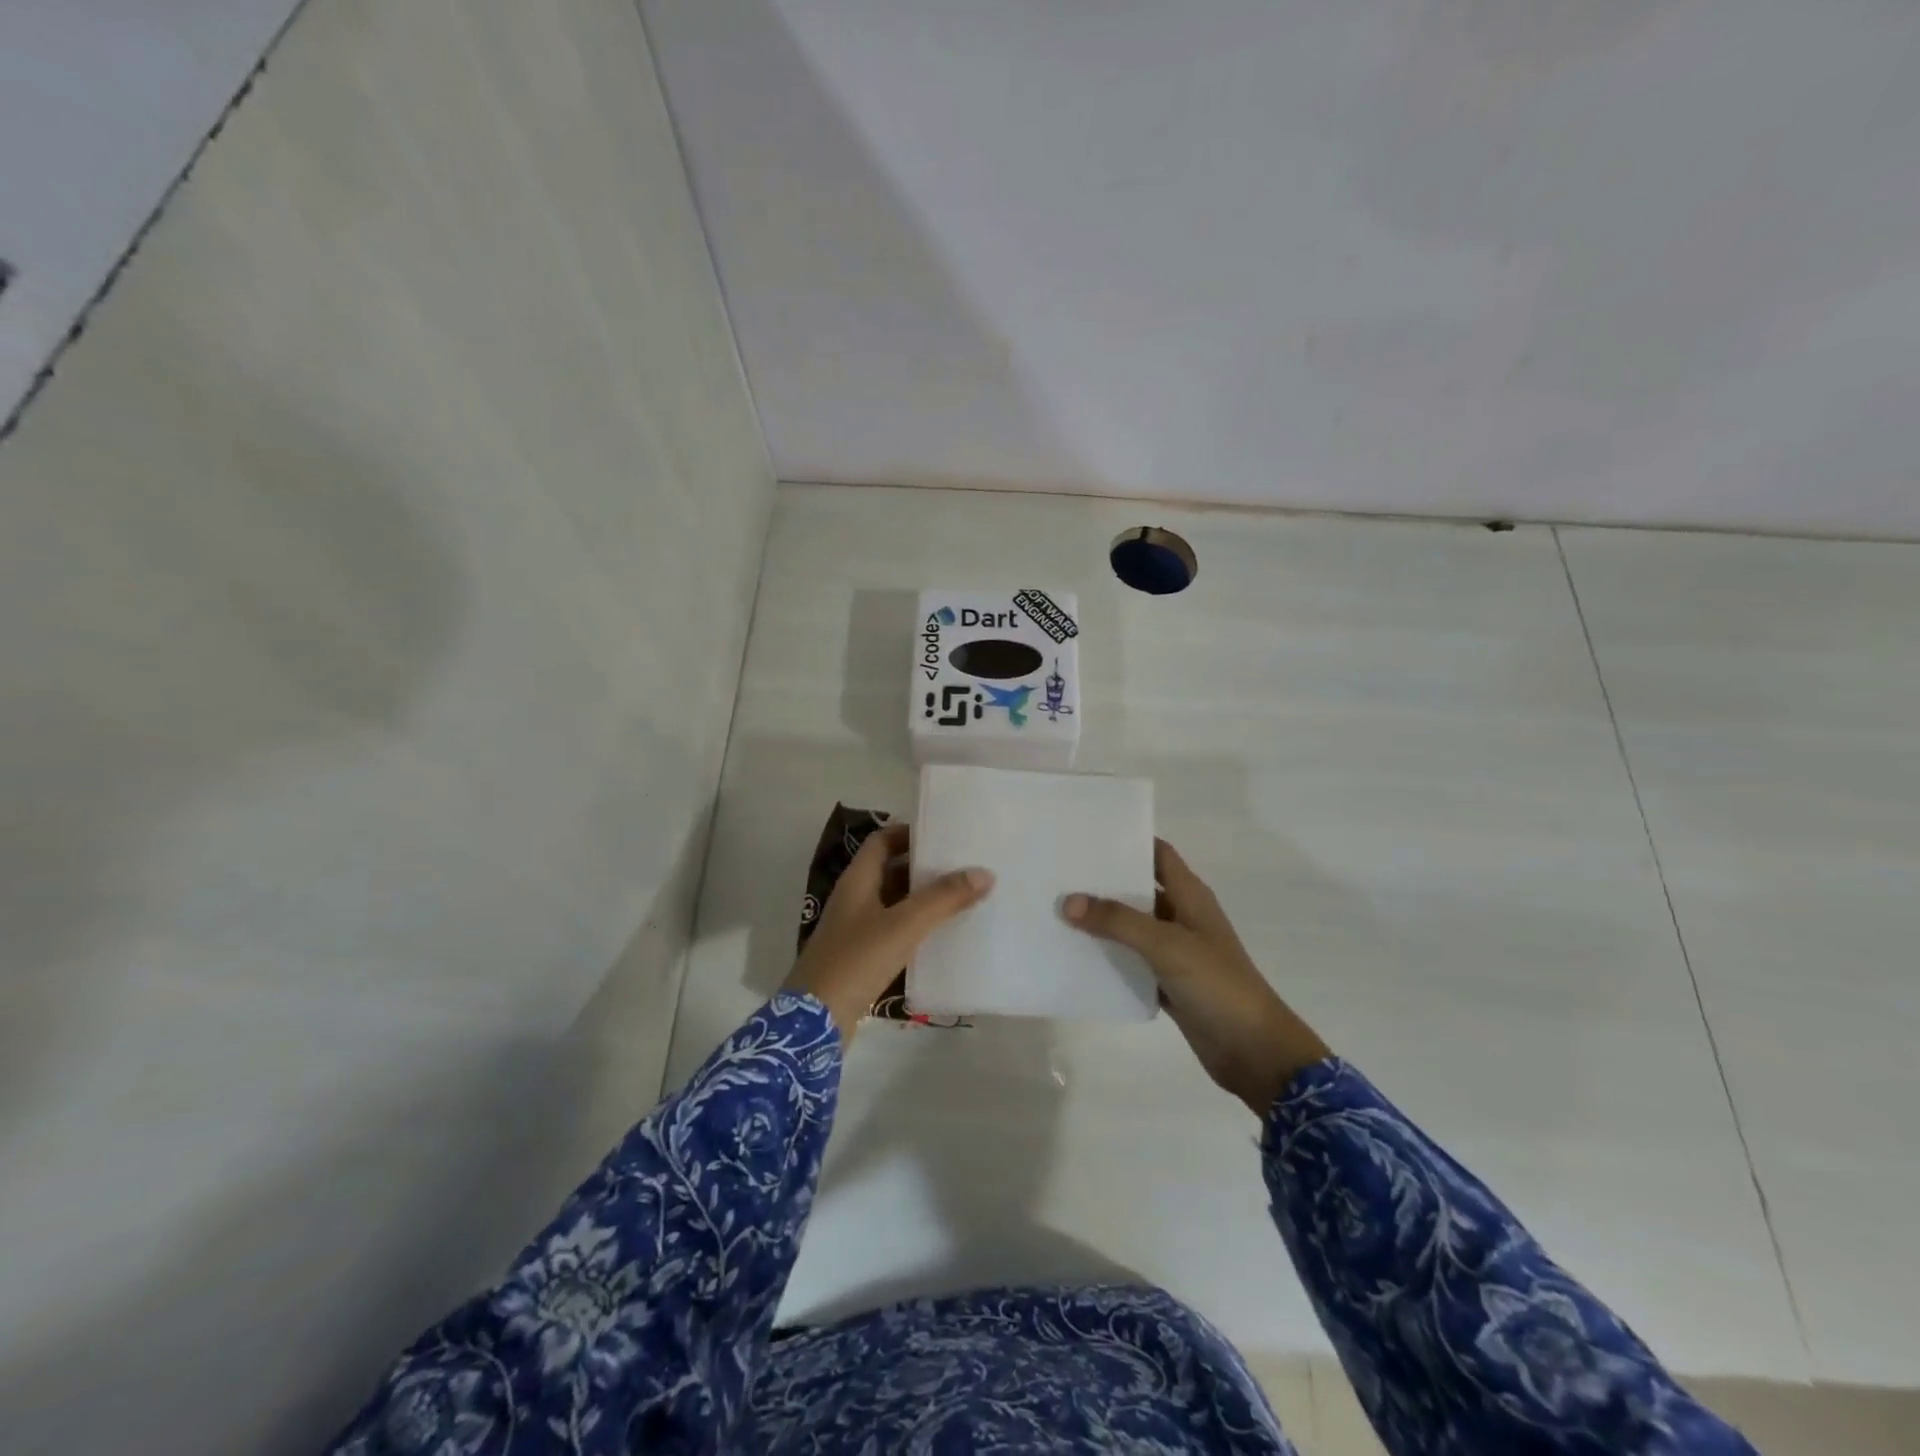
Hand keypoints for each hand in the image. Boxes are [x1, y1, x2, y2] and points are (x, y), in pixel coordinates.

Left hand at [784, 822, 993, 1042]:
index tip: (945, 835)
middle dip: (924, 868)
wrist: (815, 1022)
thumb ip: (943, 898)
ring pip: (895, 903)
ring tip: (962, 898)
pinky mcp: (861, 957)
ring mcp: (856, 930)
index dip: (910, 833)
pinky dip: (916, 928)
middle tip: (963, 866)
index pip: (882, 841)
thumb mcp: (904, 925)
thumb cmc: (856, 961)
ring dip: (923, 899)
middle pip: (891, 870)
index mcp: (857, 881)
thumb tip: (984, 872)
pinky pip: (893, 932)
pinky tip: (943, 936)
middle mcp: (855, 899)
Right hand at [1063, 839, 1330, 1115]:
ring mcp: (1175, 951)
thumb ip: (1117, 921)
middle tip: (1059, 873)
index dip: (1128, 842)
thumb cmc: (1217, 984)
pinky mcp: (1167, 981)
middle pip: (1139, 889)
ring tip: (1057, 909)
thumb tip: (1067, 901)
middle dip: (1104, 881)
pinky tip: (1075, 954)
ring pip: (1132, 926)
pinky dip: (1109, 956)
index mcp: (1190, 896)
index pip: (1158, 854)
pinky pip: (1131, 961)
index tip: (1087, 837)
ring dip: (1102, 920)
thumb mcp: (1167, 945)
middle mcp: (1181, 916)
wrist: (1254, 1050)